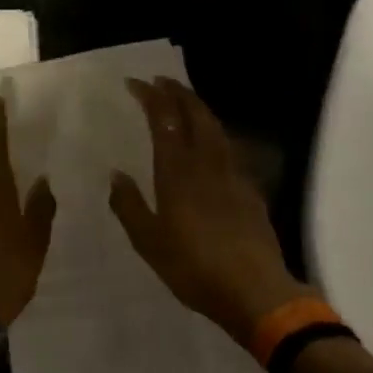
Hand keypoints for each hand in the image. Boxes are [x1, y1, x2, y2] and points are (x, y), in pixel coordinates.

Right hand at [109, 78, 310, 344]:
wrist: (256, 291)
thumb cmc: (195, 268)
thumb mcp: (149, 243)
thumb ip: (130, 206)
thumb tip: (116, 175)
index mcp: (178, 172)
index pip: (164, 120)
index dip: (151, 96)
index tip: (135, 82)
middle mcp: (207, 163)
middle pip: (195, 114)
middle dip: (177, 92)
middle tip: (161, 81)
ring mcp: (233, 173)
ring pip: (216, 127)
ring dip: (198, 107)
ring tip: (184, 101)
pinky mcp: (250, 188)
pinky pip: (229, 147)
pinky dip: (214, 132)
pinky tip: (211, 142)